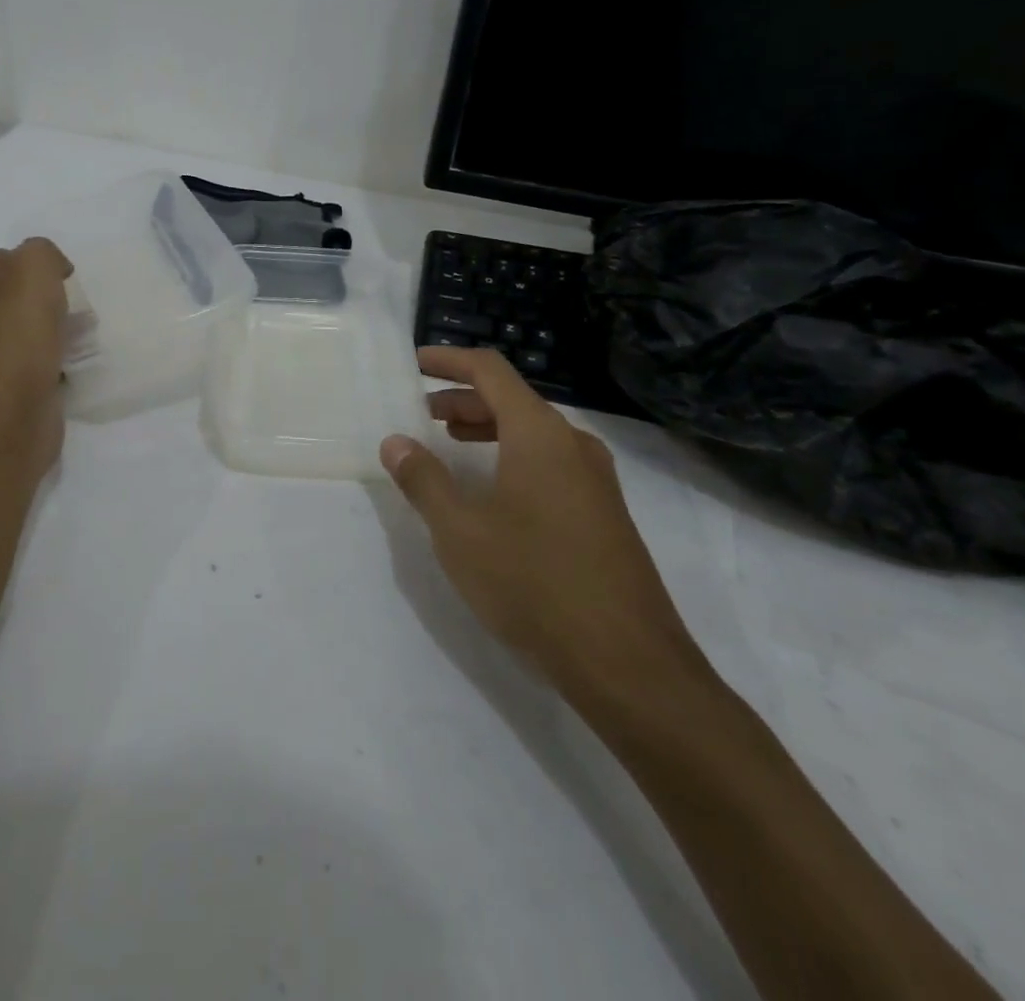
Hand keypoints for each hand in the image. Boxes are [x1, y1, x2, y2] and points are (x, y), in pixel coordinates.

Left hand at [0, 238, 72, 477]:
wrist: (11, 410)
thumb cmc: (18, 332)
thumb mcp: (34, 266)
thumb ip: (40, 252)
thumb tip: (49, 270)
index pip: (0, 260)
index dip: (34, 267)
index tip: (62, 283)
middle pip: (7, 298)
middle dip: (39, 302)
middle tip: (70, 312)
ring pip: (15, 333)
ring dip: (42, 334)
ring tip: (73, 340)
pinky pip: (21, 365)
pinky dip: (42, 363)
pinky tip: (61, 367)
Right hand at [380, 346, 708, 716]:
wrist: (628, 663)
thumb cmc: (533, 583)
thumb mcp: (460, 531)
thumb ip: (424, 480)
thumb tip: (396, 442)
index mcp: (539, 434)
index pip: (490, 371)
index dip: (449, 361)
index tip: (414, 364)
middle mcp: (573, 444)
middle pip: (512, 400)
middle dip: (463, 399)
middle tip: (423, 414)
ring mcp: (596, 480)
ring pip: (533, 433)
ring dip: (488, 429)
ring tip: (451, 444)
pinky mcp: (605, 513)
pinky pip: (552, 462)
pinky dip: (513, 457)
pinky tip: (493, 493)